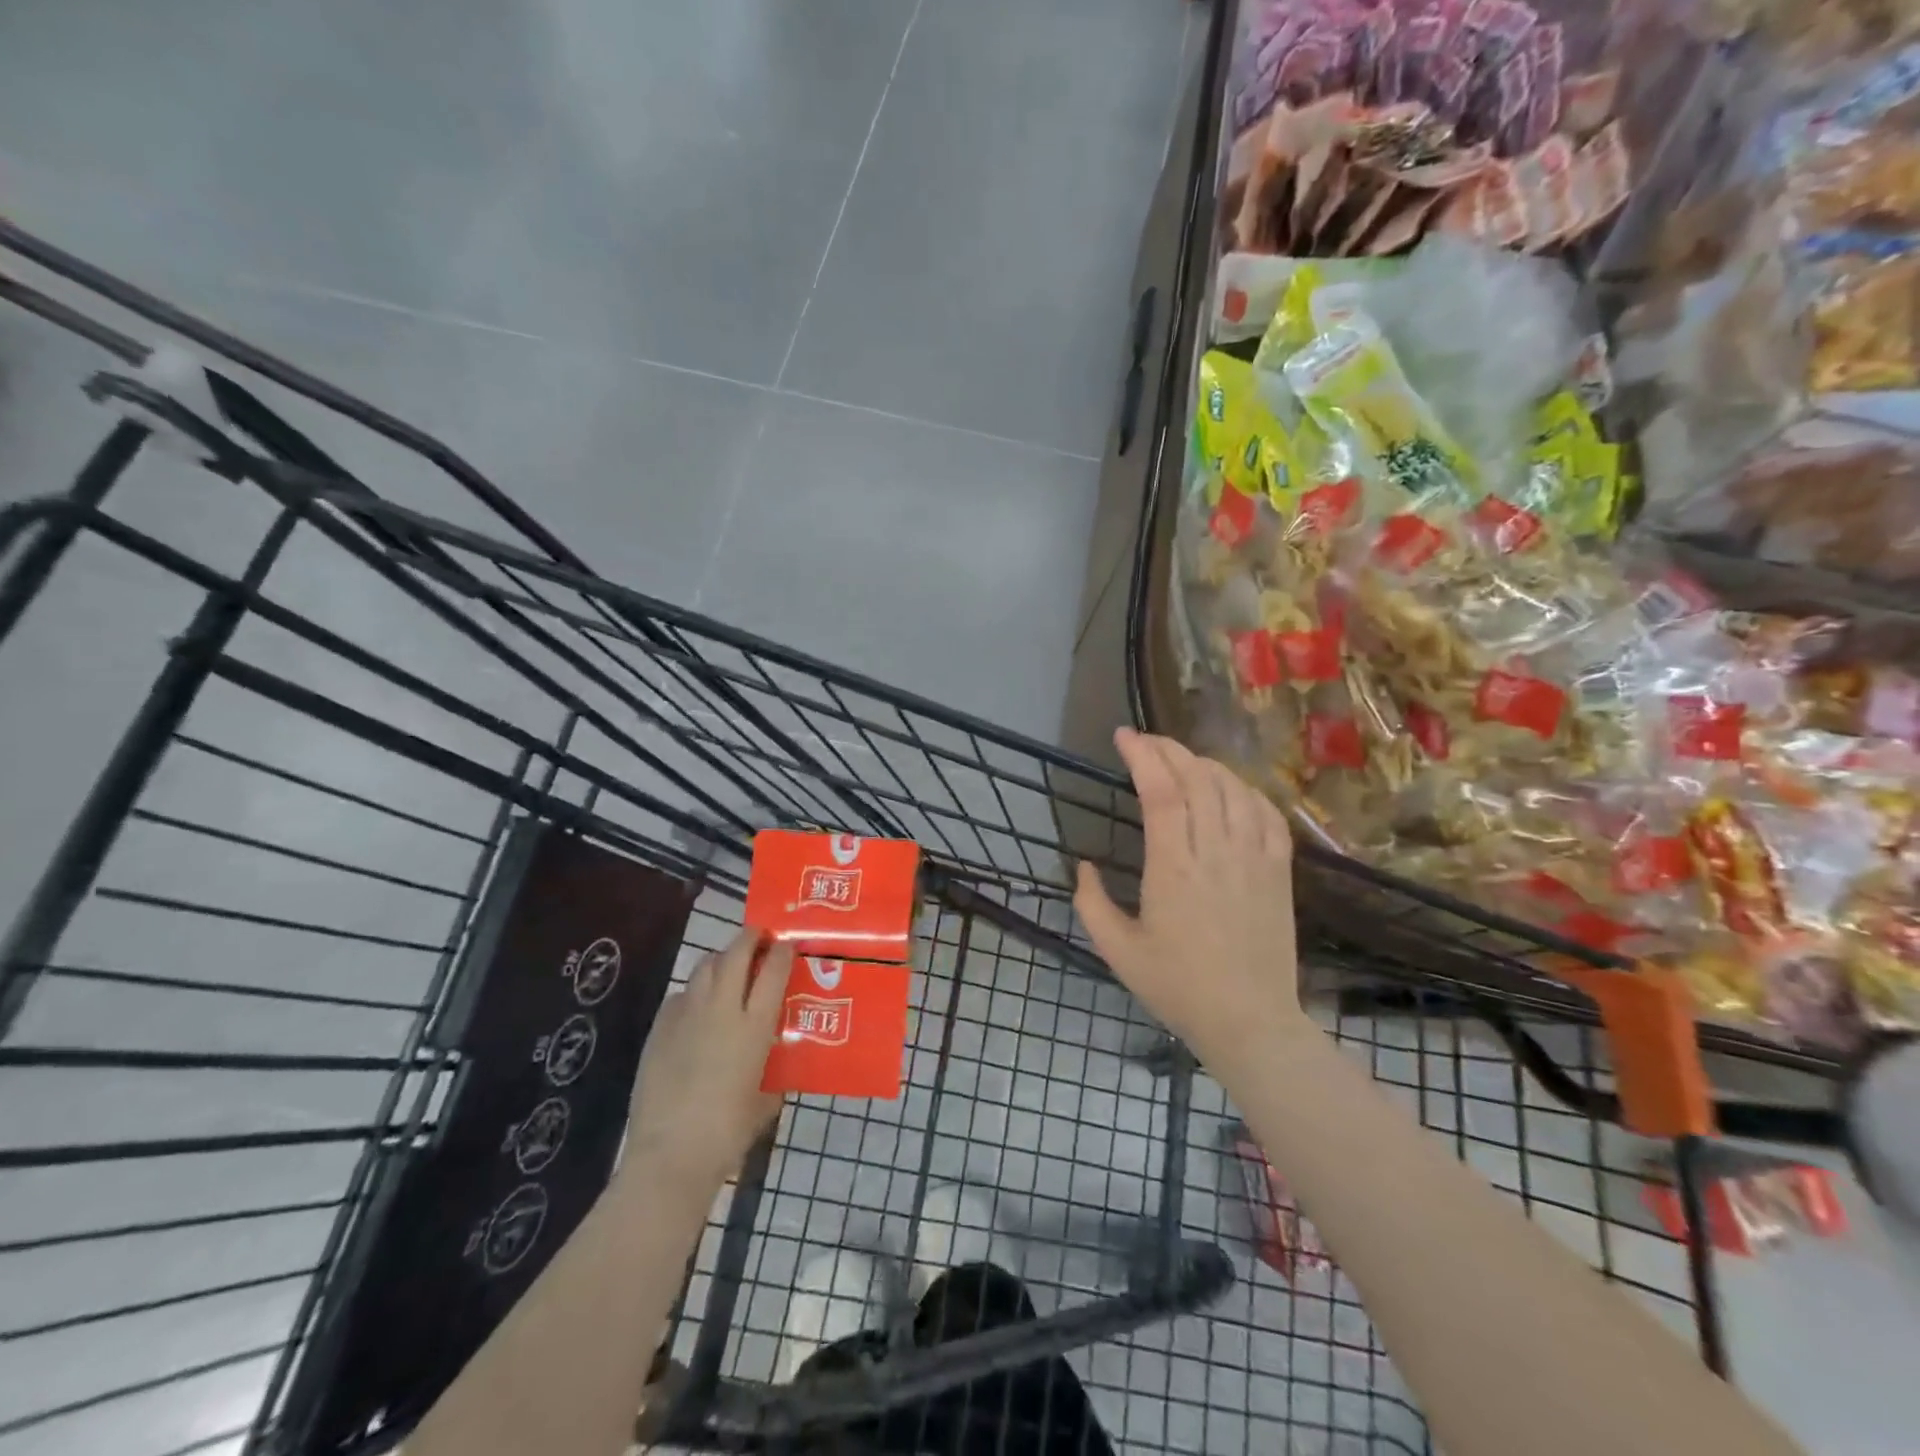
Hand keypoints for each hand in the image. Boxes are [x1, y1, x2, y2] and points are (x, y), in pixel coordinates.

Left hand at [626, 930, 788, 1190]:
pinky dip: (693, 992)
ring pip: (705, 967)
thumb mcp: (764, 1102)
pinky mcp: (659, 1029)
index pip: (773, 970)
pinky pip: (680, 996)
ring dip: (720, 959)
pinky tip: (696, 1008)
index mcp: (754, 1026)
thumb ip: (771, 1077)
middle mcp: (721, 1010)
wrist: (670, 1156)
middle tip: (759, 936)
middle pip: (736, 954)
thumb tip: (773, 1071)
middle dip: (750, 938)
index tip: (788, 944)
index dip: (783, 951)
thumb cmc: (727, 1134)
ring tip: (728, 966)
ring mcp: (686, 1016)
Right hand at [1074, 729, 1311, 1065]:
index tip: (1123, 737)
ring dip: (1204, 764)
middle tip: (1145, 742)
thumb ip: (1090, 903)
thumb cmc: (1177, 987)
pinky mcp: (1279, 870)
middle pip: (1196, 777)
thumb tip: (1082, 866)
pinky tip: (1230, 788)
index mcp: (1173, 867)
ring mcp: (1254, 857)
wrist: (1249, 1021)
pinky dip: (1246, 789)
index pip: (1160, 790)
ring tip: (1181, 761)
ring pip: (1232, 787)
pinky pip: (1267, 812)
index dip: (1142, 755)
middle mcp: (1215, 851)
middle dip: (1167, 749)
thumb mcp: (1116, 951)